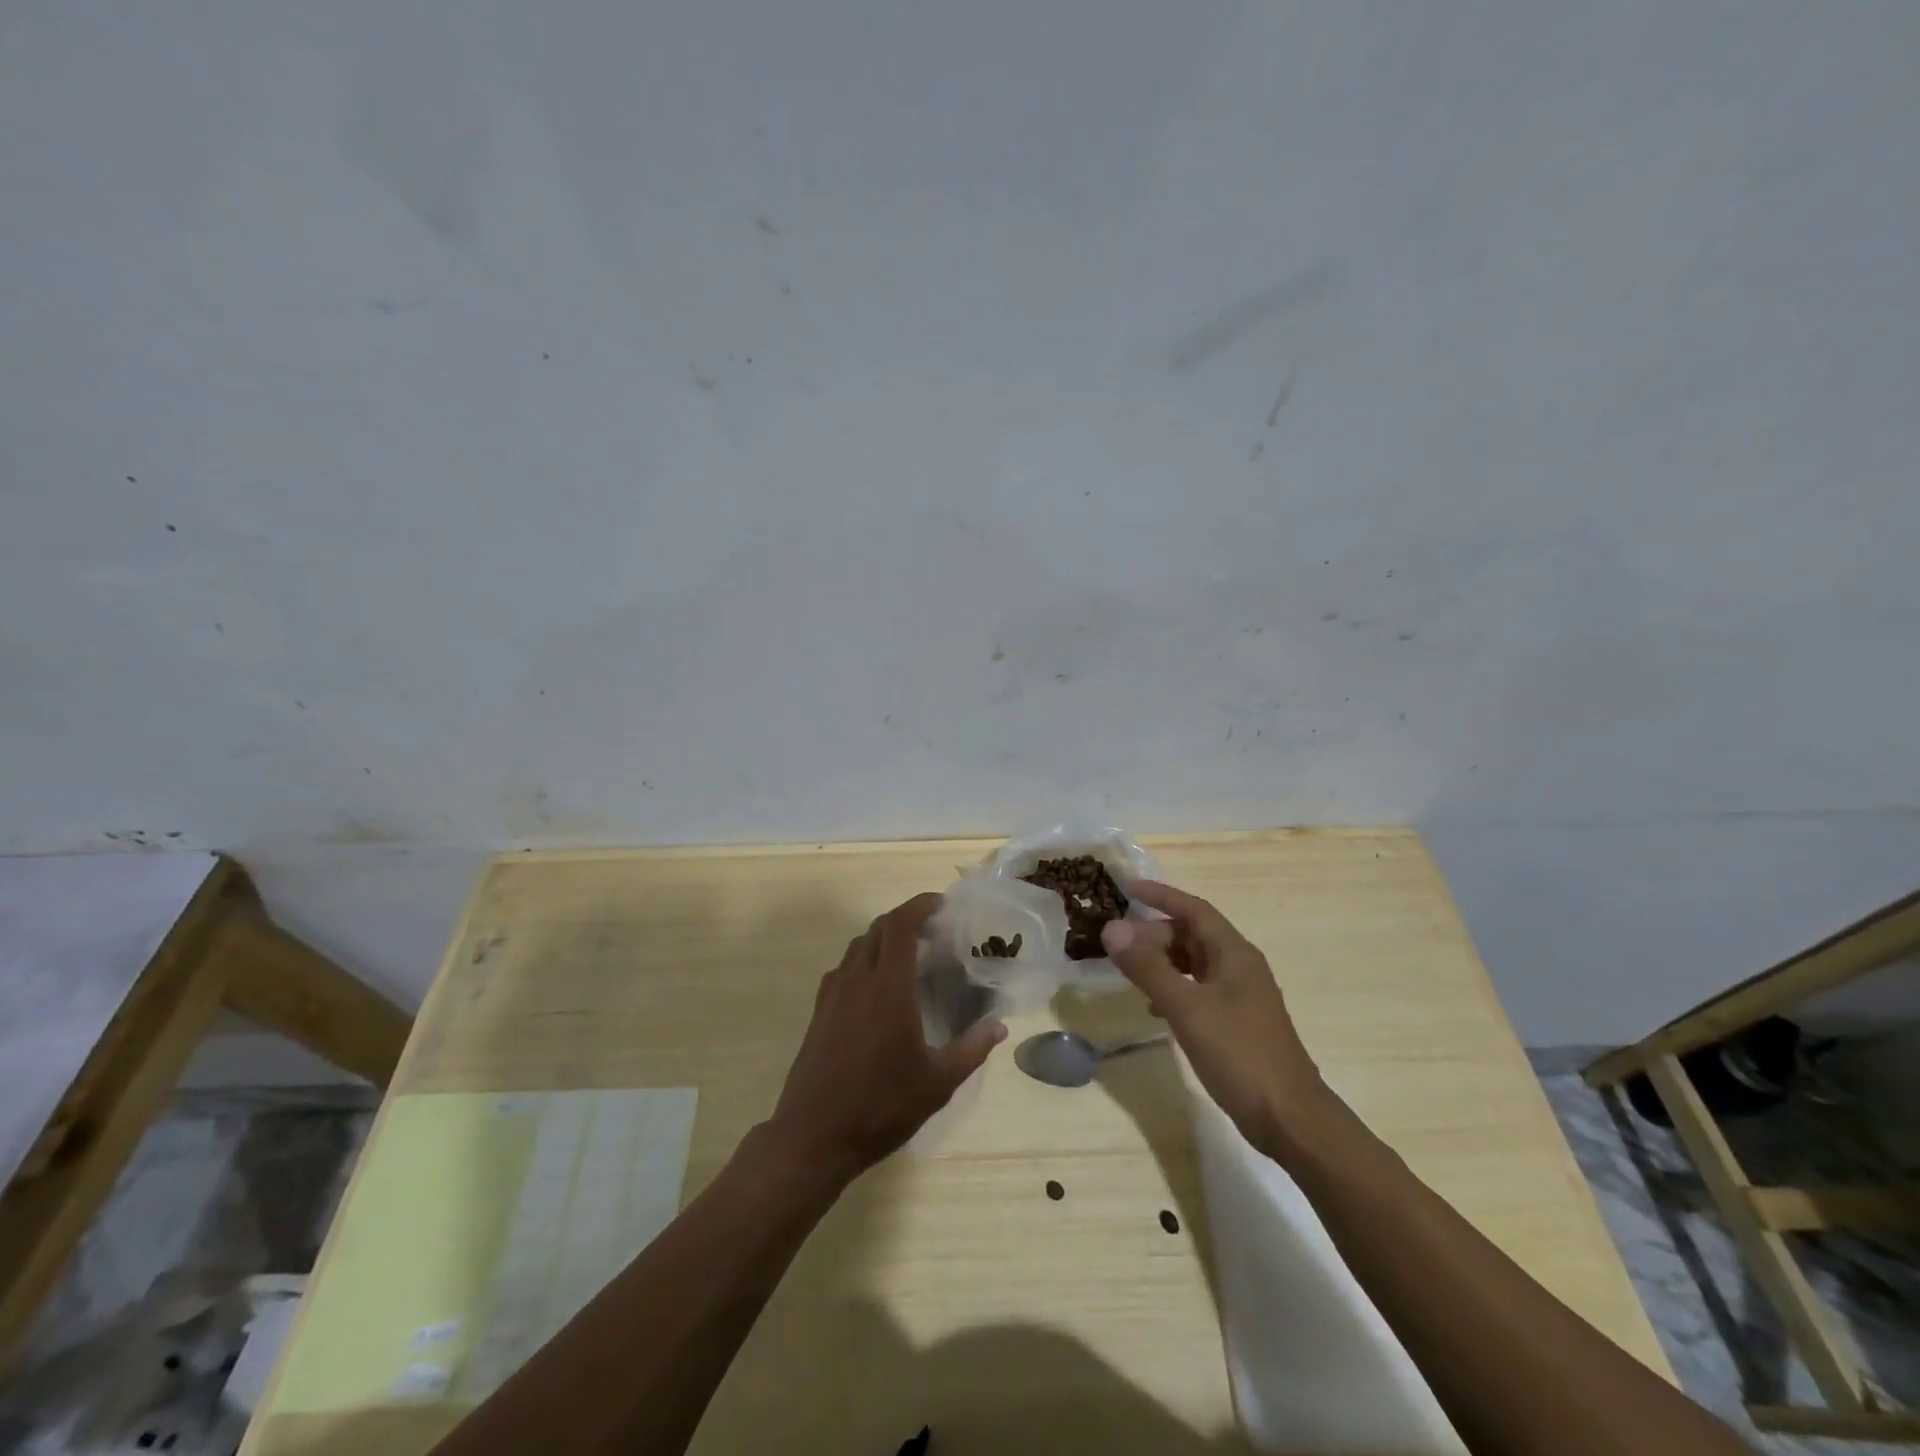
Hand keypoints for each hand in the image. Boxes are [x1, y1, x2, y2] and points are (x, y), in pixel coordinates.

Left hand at [768, 892, 1005, 1182]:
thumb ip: (971, 1049)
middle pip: (877, 929)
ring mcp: (832, 996)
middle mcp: (857, 981)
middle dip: (904, 918)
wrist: (813, 1137)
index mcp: (888, 988)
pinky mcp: (818, 1013)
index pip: (899, 926)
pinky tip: (876, 988)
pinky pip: (842, 969)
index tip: (941, 904)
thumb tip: (999, 1025)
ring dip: (882, 938)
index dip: (919, 906)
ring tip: (907, 954)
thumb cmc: (880, 1107)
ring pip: (857, 947)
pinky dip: (863, 961)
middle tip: (932, 928)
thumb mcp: (937, 1083)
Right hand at [1101, 881, 1330, 1161]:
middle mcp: (1239, 966)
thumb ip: (1148, 967)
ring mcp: (1240, 996)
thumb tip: (1112, 928)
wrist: (1290, 1118)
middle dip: (1154, 933)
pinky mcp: (1236, 1022)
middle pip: (1192, 935)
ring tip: (1129, 970)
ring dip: (1162, 961)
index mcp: (1234, 953)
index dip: (1160, 895)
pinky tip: (1154, 1007)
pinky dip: (1173, 988)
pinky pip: (1198, 989)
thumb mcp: (1187, 1008)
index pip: (1193, 909)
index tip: (1126, 888)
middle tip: (1118, 944)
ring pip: (1194, 963)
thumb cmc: (1239, 1054)